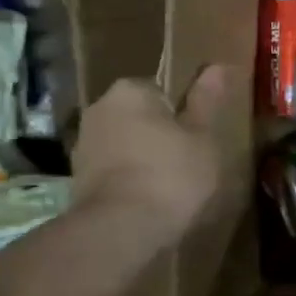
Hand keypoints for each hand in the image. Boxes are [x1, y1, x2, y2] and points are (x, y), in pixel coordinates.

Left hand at [72, 66, 231, 249]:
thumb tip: (218, 66)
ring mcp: (84, 145)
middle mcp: (99, 109)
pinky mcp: (78, 179)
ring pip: (126, 143)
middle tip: (190, 160)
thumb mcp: (203, 136)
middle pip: (141, 116)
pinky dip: (130, 179)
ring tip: (172, 185)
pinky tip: (149, 200)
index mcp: (130, 90)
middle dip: (161, 133)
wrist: (120, 229)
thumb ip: (207, 100)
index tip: (199, 137)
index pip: (163, 90)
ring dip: (144, 157)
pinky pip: (114, 169)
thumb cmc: (171, 174)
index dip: (184, 114)